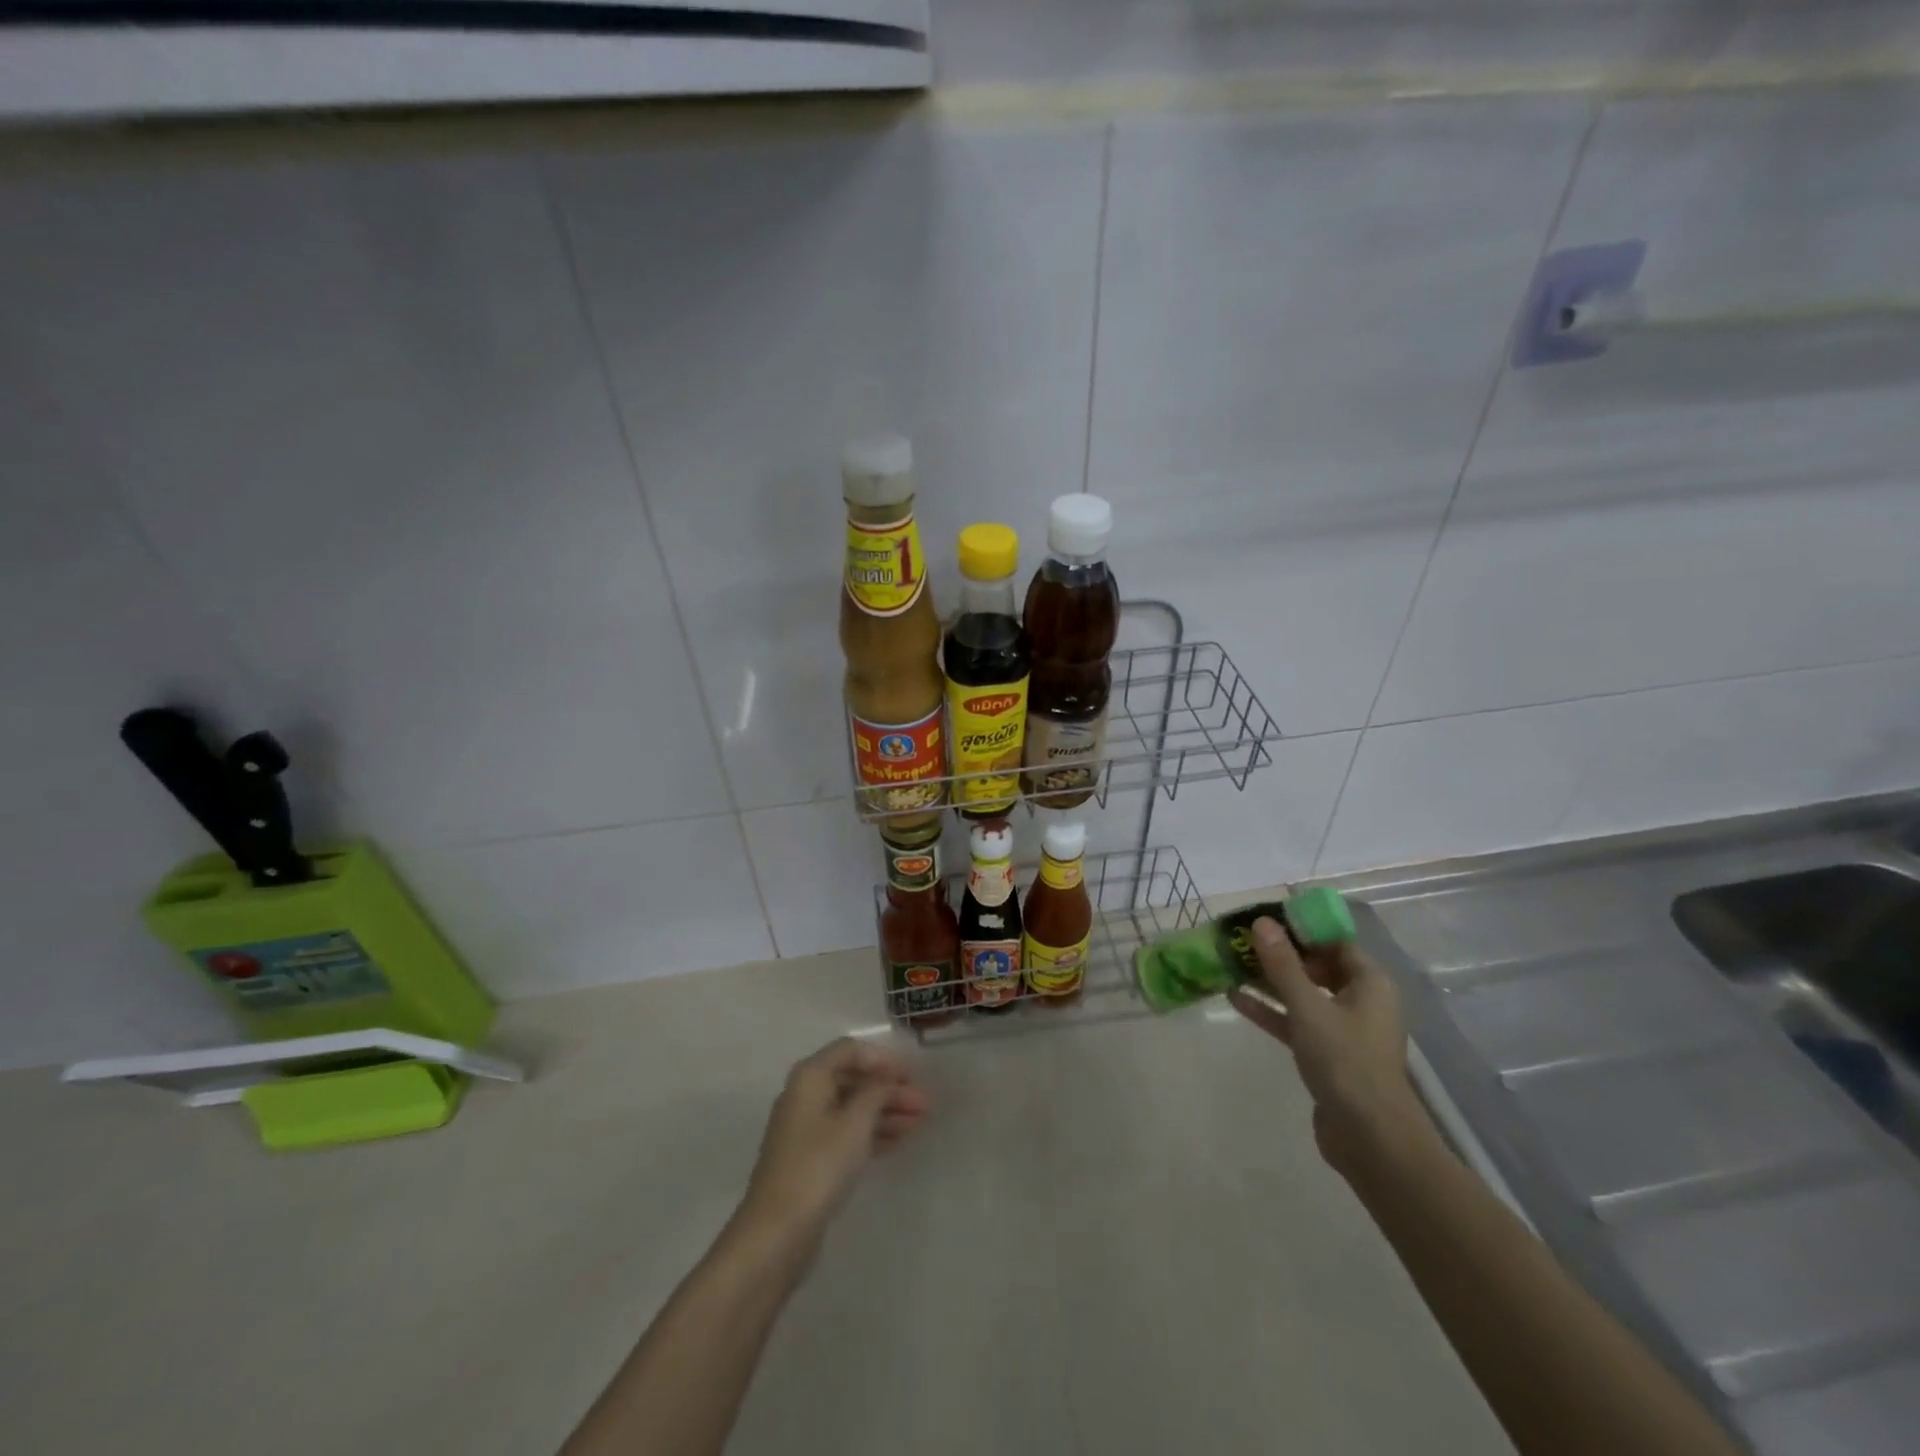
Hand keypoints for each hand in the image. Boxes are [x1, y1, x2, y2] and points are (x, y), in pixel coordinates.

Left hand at [734, 1039, 929, 1255]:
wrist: (777, 1232)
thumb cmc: (818, 1166)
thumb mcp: (855, 1122)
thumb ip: (876, 1092)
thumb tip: (888, 1077)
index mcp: (811, 1076)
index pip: (851, 1050)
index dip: (884, 1059)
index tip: (913, 1075)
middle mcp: (805, 1095)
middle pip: (853, 1079)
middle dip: (890, 1089)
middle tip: (925, 1104)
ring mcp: (806, 1128)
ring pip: (852, 1108)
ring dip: (885, 1111)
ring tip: (920, 1123)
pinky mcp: (810, 1158)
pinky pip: (846, 1132)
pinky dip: (871, 1132)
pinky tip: (898, 1142)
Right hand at [1228, 918, 1430, 1179]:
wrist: (1370, 1138)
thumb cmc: (1345, 1060)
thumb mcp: (1307, 1007)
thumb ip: (1282, 964)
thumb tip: (1262, 922)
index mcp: (1369, 982)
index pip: (1334, 940)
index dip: (1301, 927)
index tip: (1265, 918)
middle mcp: (1361, 1000)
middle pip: (1317, 965)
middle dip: (1279, 953)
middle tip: (1241, 940)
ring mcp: (1344, 1030)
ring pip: (1303, 994)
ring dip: (1270, 981)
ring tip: (1231, 964)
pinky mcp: (1327, 1055)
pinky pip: (1296, 1021)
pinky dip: (1271, 1010)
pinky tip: (1235, 998)